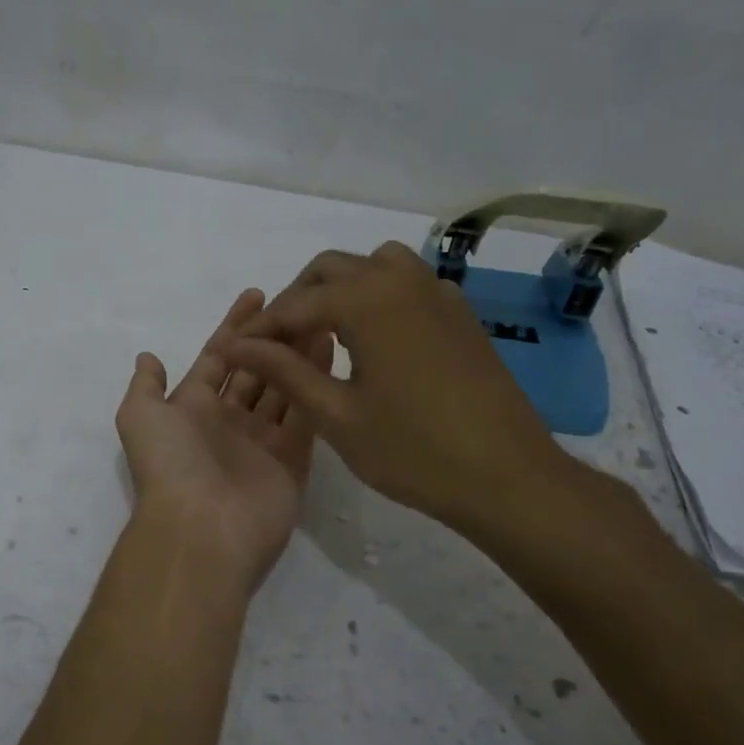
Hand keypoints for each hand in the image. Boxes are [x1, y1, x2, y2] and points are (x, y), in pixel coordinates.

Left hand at [116, 289, 330, 590]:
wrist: (201, 529)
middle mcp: (228, 421)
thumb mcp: (140, 416)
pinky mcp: (292, 460)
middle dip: (273, 337)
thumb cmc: (170, 464)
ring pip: (283, 387)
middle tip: (300, 304)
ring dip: (297, 355)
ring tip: (319, 319)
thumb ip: (146, 385)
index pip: (218, 357)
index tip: (257, 295)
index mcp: (192, 408)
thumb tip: (148, 357)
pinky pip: (305, 414)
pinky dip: (315, 383)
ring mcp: (262, 441)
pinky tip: (329, 351)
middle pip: (255, 369)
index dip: (234, 326)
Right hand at [219, 242, 577, 539]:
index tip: (235, 351)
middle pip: (330, 270)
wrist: (509, 478)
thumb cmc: (414, 452)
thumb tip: (237, 345)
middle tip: (277, 345)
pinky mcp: (459, 313)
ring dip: (339, 289)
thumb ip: (284, 371)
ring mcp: (437, 293)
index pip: (295, 304)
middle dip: (296, 300)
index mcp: (367, 301)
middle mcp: (401, 281)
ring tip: (324, 333)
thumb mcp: (336, 415)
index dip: (261, 328)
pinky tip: (373, 340)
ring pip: (372, 266)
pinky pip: (406, 283)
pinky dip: (377, 296)